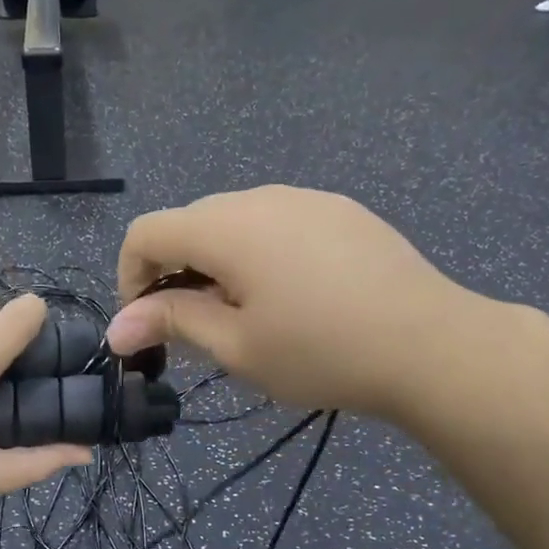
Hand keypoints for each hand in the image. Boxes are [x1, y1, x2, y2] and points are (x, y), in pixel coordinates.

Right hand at [105, 186, 485, 420]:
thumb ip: (173, 322)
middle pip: (190, 223)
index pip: (146, 232)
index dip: (130, 276)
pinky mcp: (340, 210)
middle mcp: (261, 196)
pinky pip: (277, 222)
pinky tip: (292, 294)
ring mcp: (306, 198)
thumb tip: (117, 327)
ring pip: (235, 221)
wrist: (431, 345)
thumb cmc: (321, 352)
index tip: (147, 324)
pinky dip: (259, 252)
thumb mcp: (237, 347)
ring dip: (217, 262)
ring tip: (245, 313)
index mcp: (227, 227)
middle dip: (174, 271)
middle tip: (195, 327)